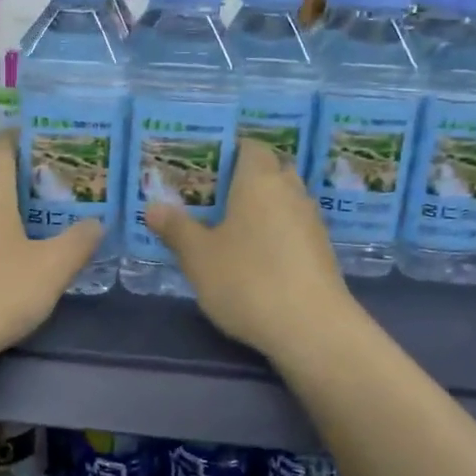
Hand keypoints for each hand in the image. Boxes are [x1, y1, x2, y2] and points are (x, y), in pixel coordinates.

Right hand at [145, 140, 354, 360]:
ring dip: (262, 208)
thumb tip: (153, 206)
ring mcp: (311, 223)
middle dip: (245, 179)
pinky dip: (275, 233)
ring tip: (230, 227)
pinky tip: (255, 257)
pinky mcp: (322, 252)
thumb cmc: (247, 280)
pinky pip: (294, 228)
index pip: (250, 147)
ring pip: (284, 201)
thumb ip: (176, 228)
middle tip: (212, 197)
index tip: (204, 167)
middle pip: (271, 171)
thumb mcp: (198, 257)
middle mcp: (291, 192)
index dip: (229, 151)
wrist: (311, 328)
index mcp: (259, 180)